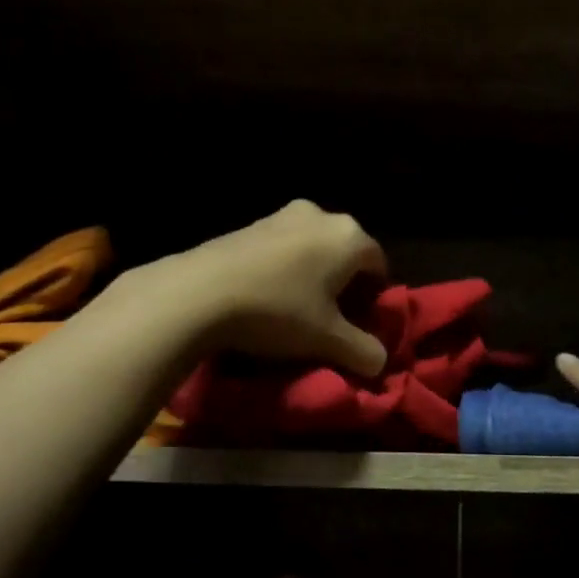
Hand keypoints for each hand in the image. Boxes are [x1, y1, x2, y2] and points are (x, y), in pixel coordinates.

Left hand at [153, 200, 389, 374]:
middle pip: (344, 254)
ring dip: (311, 277)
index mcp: (349, 236)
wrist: (199, 292)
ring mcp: (281, 216)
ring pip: (311, 250)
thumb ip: (363, 351)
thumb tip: (379, 362)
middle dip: (343, 284)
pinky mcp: (248, 225)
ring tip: (295, 311)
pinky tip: (266, 297)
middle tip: (330, 319)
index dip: (374, 297)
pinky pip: (281, 249)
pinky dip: (283, 270)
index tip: (360, 324)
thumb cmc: (278, 311)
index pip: (379, 264)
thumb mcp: (327, 340)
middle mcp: (320, 215)